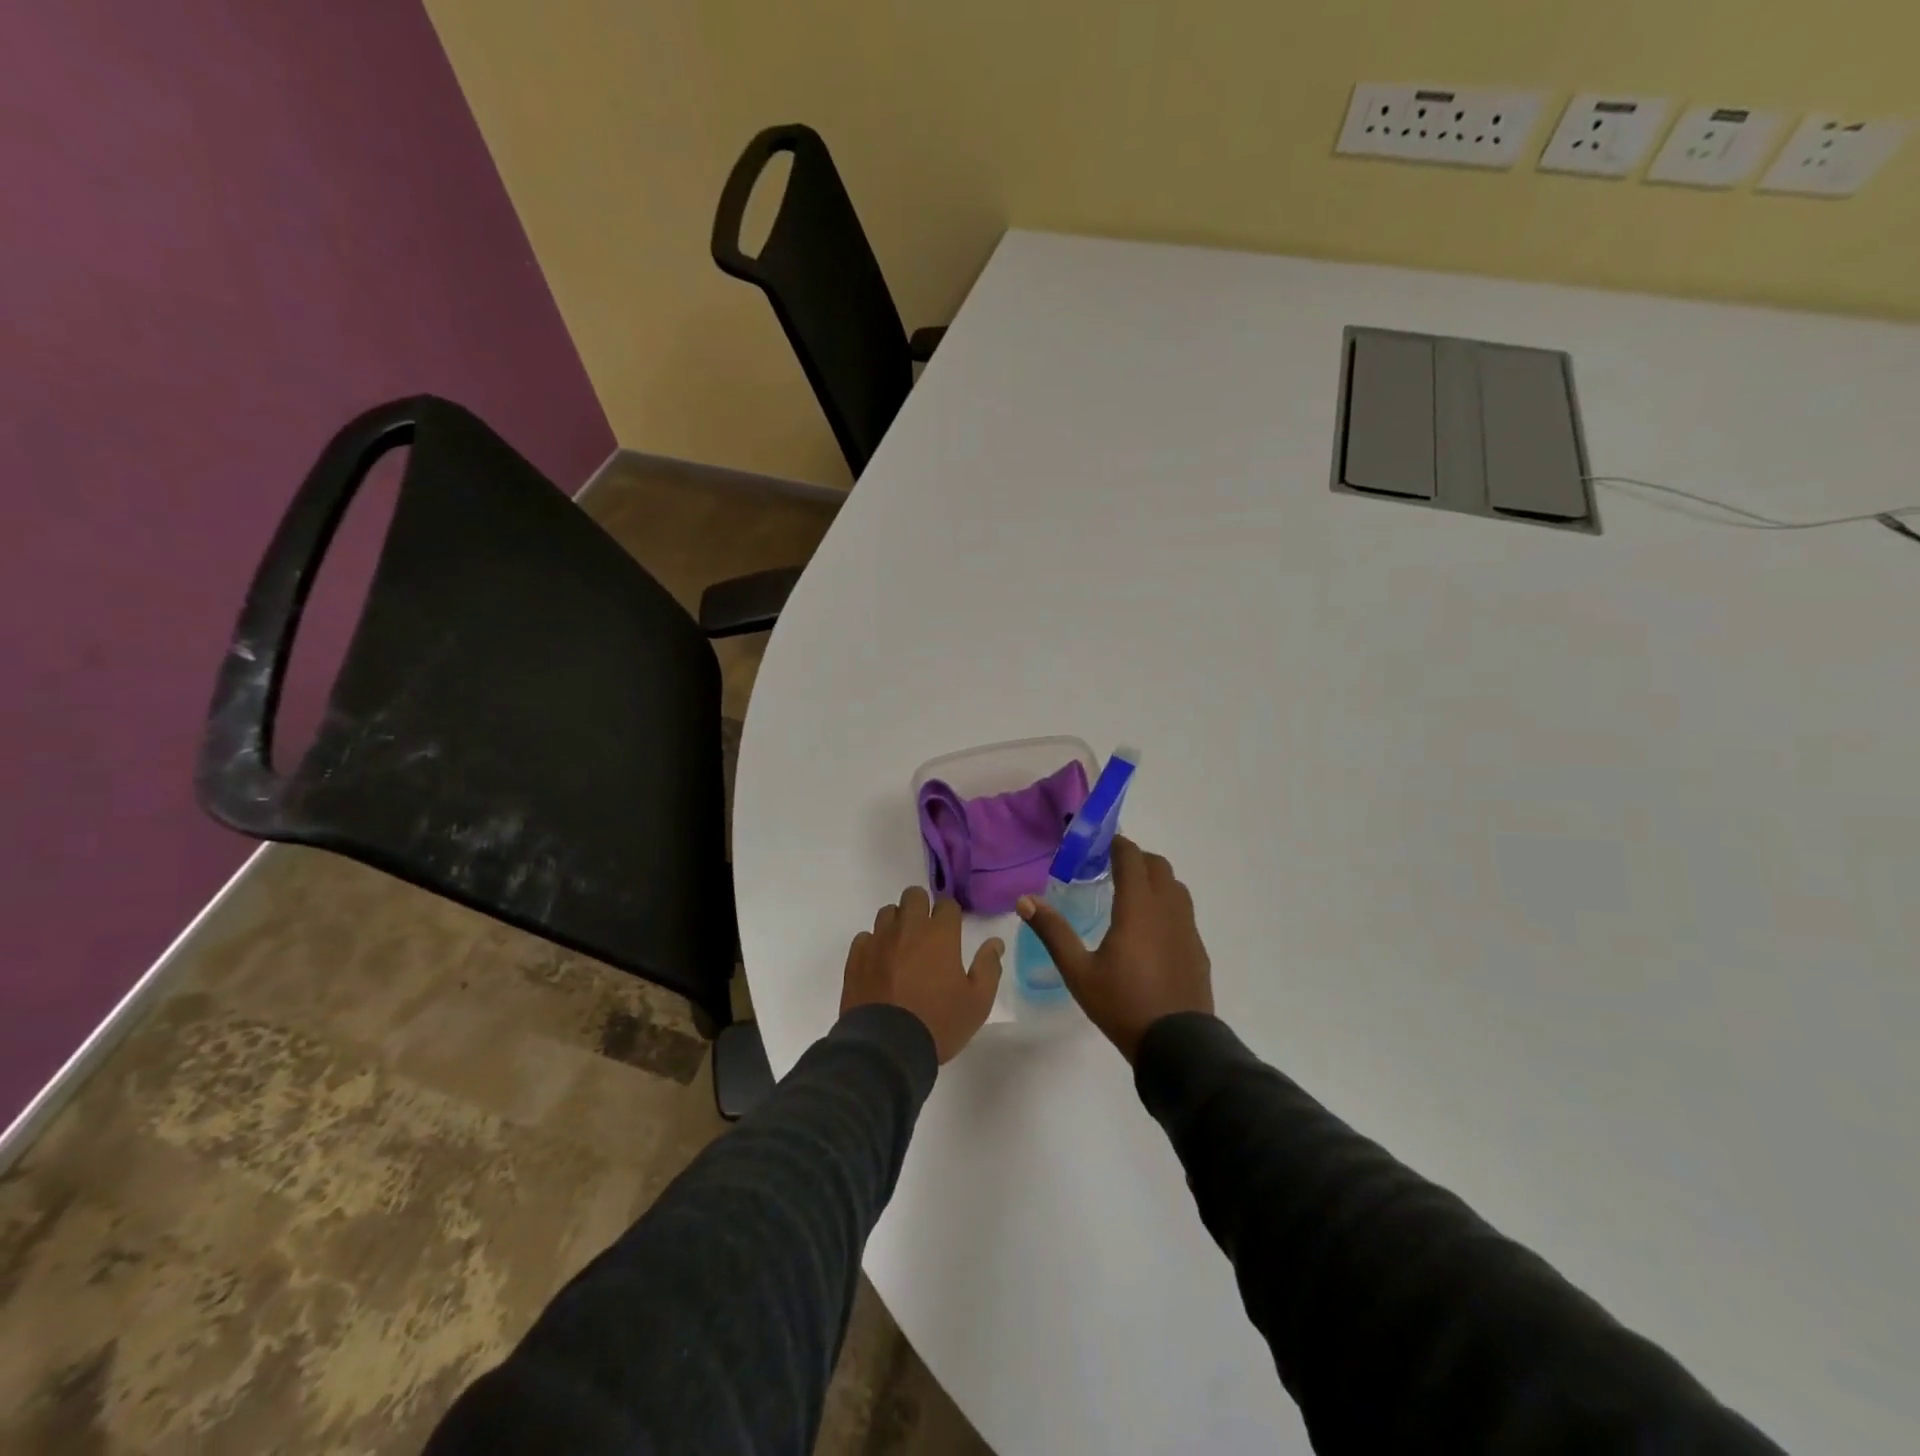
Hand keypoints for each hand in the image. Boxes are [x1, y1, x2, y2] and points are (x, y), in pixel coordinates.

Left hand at [841, 887, 1003, 1063]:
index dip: (950, 915)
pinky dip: (874, 944)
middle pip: (913, 896)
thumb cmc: (938, 1023)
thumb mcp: (977, 1002)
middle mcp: (907, 928)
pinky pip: (865, 937)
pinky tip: (880, 964)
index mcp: (940, 934)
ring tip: (902, 948)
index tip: (952, 931)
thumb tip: (994, 942)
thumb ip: (989, 967)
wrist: (886, 1048)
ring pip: (887, 913)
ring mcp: (878, 941)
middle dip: (922, 907)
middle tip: (927, 933)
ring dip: (897, 923)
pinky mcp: (856, 957)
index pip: (947, 904)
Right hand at [1017, 836, 1212, 1061]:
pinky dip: (1167, 904)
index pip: (1132, 858)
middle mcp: (1167, 909)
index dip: (1117, 844)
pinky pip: (1183, 911)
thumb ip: (1053, 932)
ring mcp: (1187, 928)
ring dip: (1155, 879)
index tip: (1100, 843)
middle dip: (1136, 858)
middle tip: (1111, 868)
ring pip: (1175, 887)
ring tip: (1131, 895)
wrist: (1178, 1045)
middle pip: (1158, 866)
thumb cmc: (1123, 1004)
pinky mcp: (1197, 948)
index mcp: (1138, 908)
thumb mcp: (1079, 971)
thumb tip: (1025, 900)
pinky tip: (1151, 929)